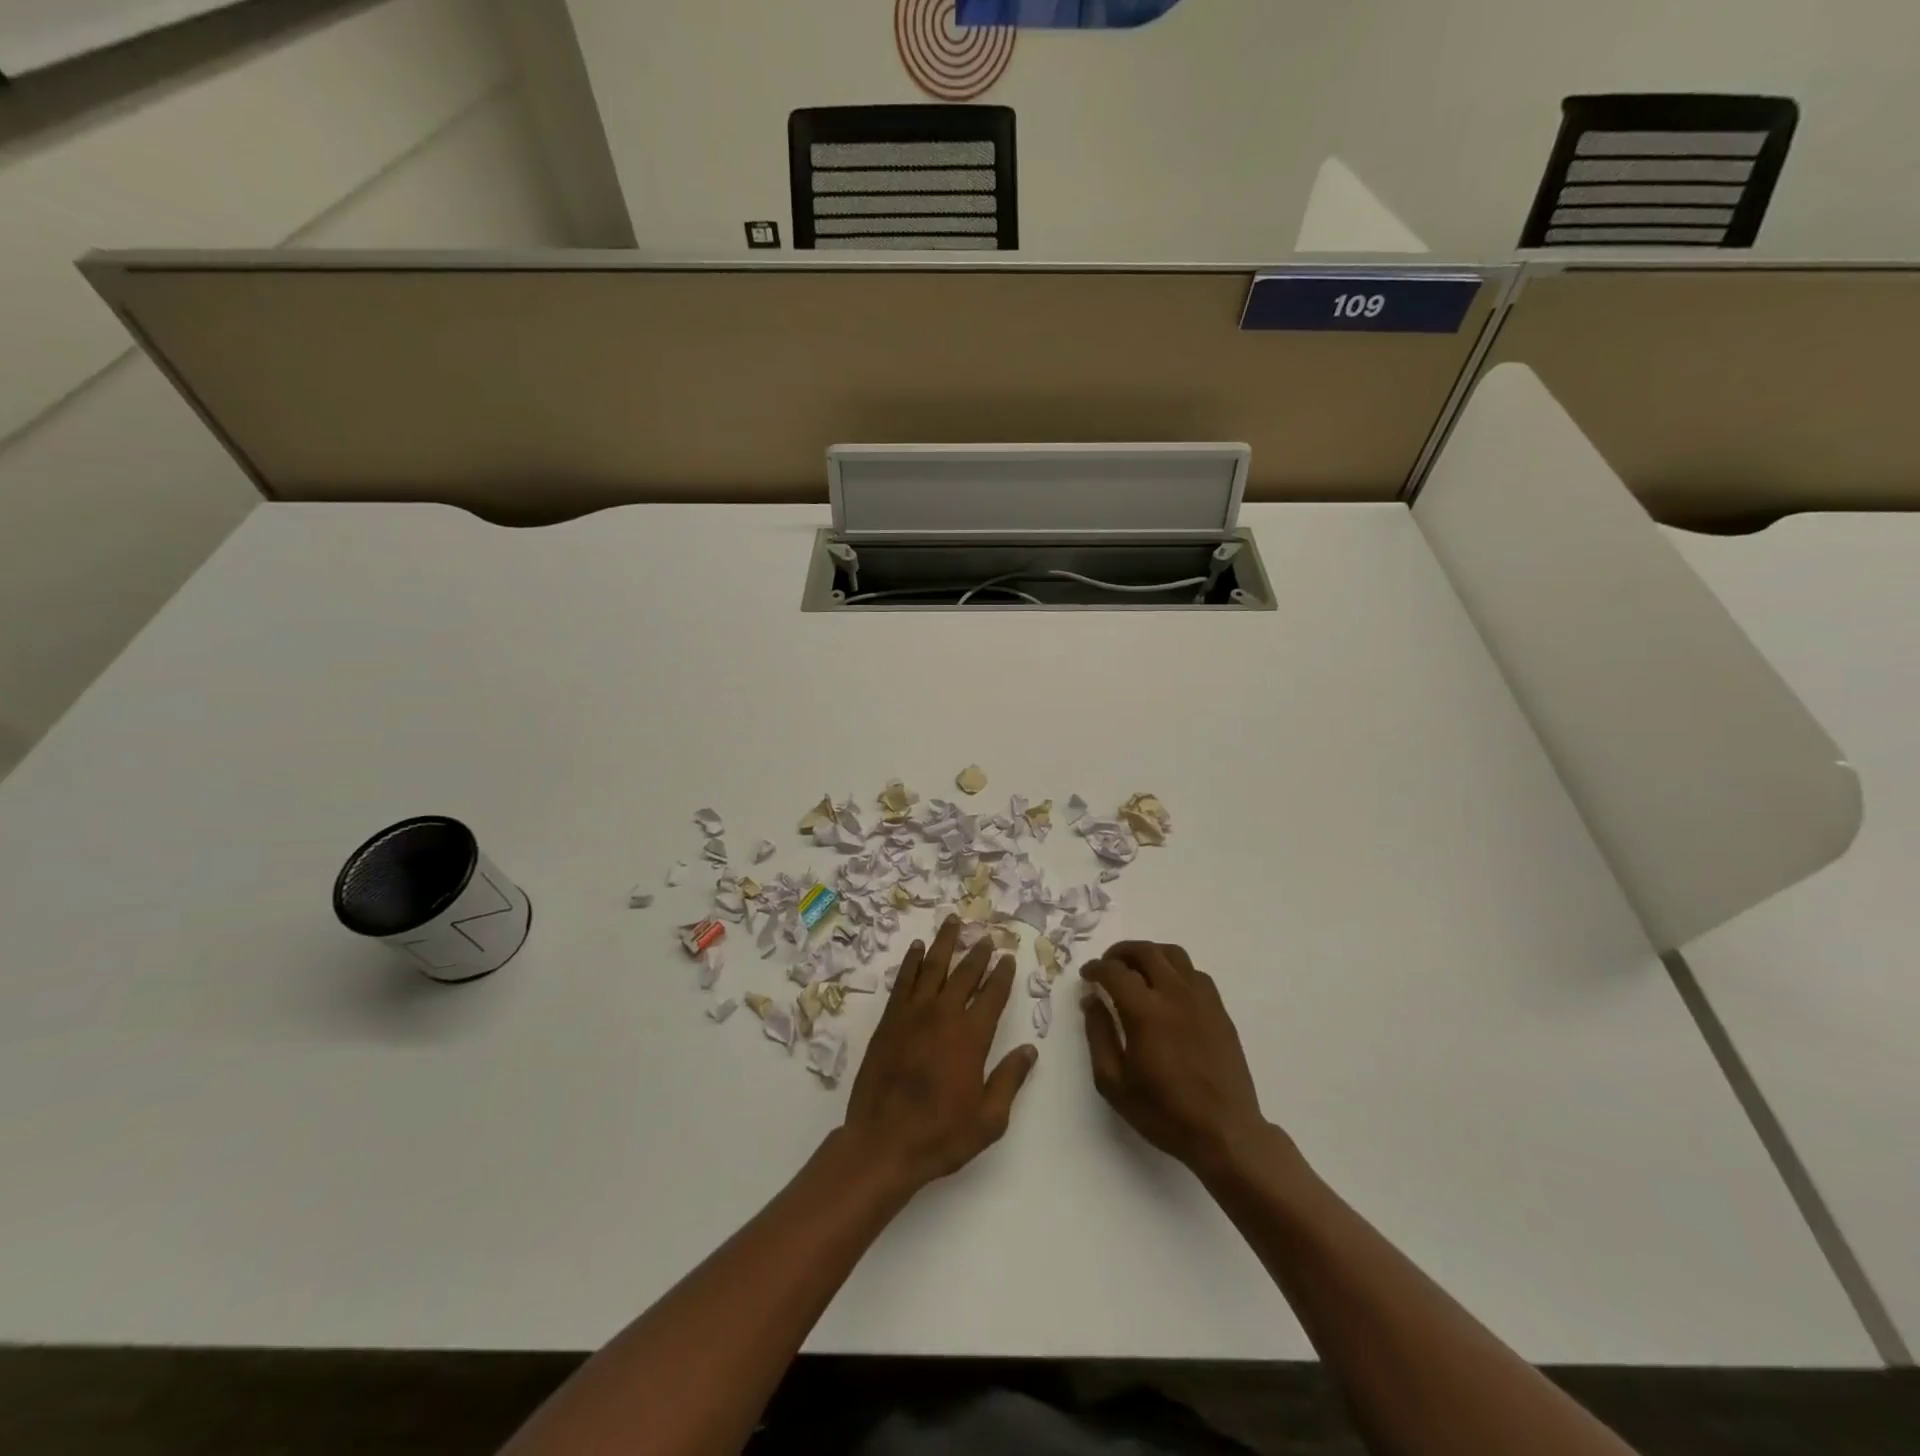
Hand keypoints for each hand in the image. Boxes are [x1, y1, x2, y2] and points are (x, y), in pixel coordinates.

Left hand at [842, 916, 1036, 1194]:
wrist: (882, 1143)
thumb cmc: (941, 1135)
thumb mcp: (989, 1118)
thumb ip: (1010, 1079)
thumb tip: (1029, 1049)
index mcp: (971, 1037)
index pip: (992, 995)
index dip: (1002, 975)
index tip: (1008, 957)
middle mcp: (943, 1016)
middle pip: (965, 974)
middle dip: (978, 954)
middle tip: (987, 937)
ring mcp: (912, 1014)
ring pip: (932, 967)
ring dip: (945, 943)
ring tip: (953, 921)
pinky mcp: (889, 1020)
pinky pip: (903, 981)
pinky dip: (912, 961)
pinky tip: (918, 948)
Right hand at [1081, 942, 1286, 1178]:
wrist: (1225, 1132)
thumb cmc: (1163, 1112)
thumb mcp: (1114, 1082)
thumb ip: (1098, 1034)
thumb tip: (1091, 1000)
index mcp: (1145, 1012)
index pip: (1115, 971)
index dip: (1096, 968)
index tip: (1087, 976)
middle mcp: (1174, 994)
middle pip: (1145, 951)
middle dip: (1120, 952)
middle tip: (1108, 966)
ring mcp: (1201, 999)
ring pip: (1173, 954)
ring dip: (1149, 954)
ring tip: (1136, 970)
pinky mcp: (1219, 1009)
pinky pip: (1194, 972)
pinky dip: (1174, 969)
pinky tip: (1167, 989)